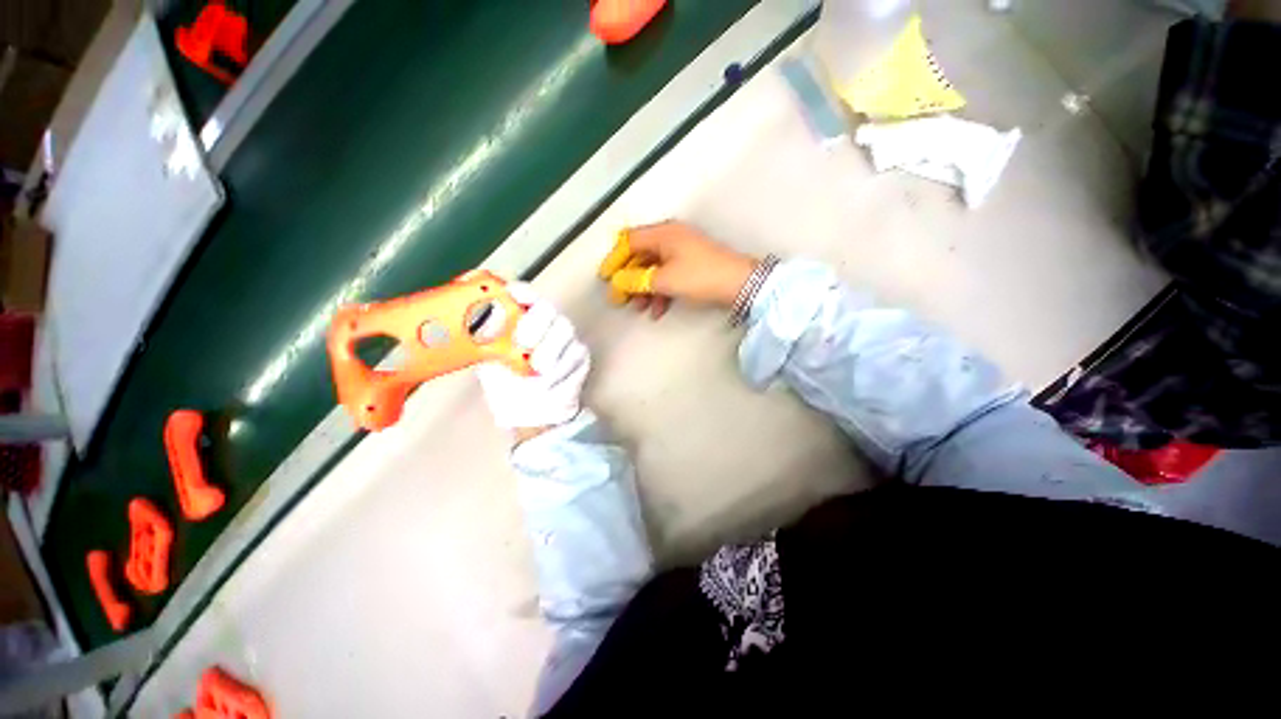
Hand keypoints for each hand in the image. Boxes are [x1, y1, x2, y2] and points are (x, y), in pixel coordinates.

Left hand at [476, 283, 589, 438]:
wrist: (530, 412)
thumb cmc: (507, 383)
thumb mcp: (486, 360)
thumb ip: (480, 341)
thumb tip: (461, 323)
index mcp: (522, 318)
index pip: (523, 295)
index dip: (520, 291)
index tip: (511, 295)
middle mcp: (546, 323)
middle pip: (547, 308)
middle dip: (534, 323)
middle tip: (522, 342)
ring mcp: (565, 338)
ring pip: (564, 330)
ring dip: (550, 348)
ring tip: (537, 368)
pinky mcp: (579, 355)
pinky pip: (574, 354)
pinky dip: (560, 369)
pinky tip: (549, 382)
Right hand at [597, 221, 757, 318]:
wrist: (740, 284)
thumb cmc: (700, 277)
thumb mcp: (664, 280)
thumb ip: (636, 281)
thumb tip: (617, 282)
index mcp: (663, 234)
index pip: (628, 241)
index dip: (614, 259)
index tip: (605, 279)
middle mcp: (670, 237)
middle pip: (640, 256)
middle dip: (629, 279)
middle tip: (620, 299)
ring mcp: (682, 251)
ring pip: (653, 269)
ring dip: (644, 289)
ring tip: (640, 309)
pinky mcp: (691, 265)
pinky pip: (668, 276)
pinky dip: (660, 292)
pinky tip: (658, 310)